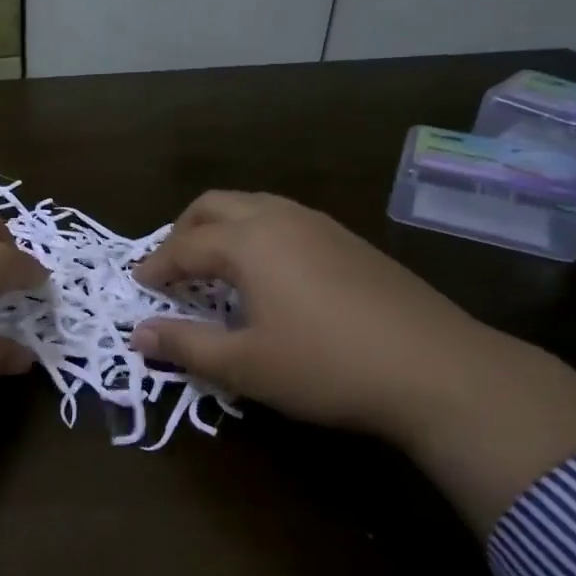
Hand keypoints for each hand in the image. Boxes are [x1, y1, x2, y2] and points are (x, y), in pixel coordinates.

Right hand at [132, 191, 575, 533]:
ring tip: (214, 268)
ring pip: (253, 205)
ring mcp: (320, 224)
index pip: (184, 246)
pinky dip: (256, 234)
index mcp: (249, 242)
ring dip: (222, 228)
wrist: (439, 370)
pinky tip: (269, 275)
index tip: (138, 284)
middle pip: (214, 205)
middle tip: (172, 268)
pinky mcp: (350, 240)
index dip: (156, 266)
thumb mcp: (246, 365)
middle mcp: (280, 218)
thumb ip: (186, 346)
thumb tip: (137, 335)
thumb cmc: (327, 366)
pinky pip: (284, 219)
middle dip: (184, 231)